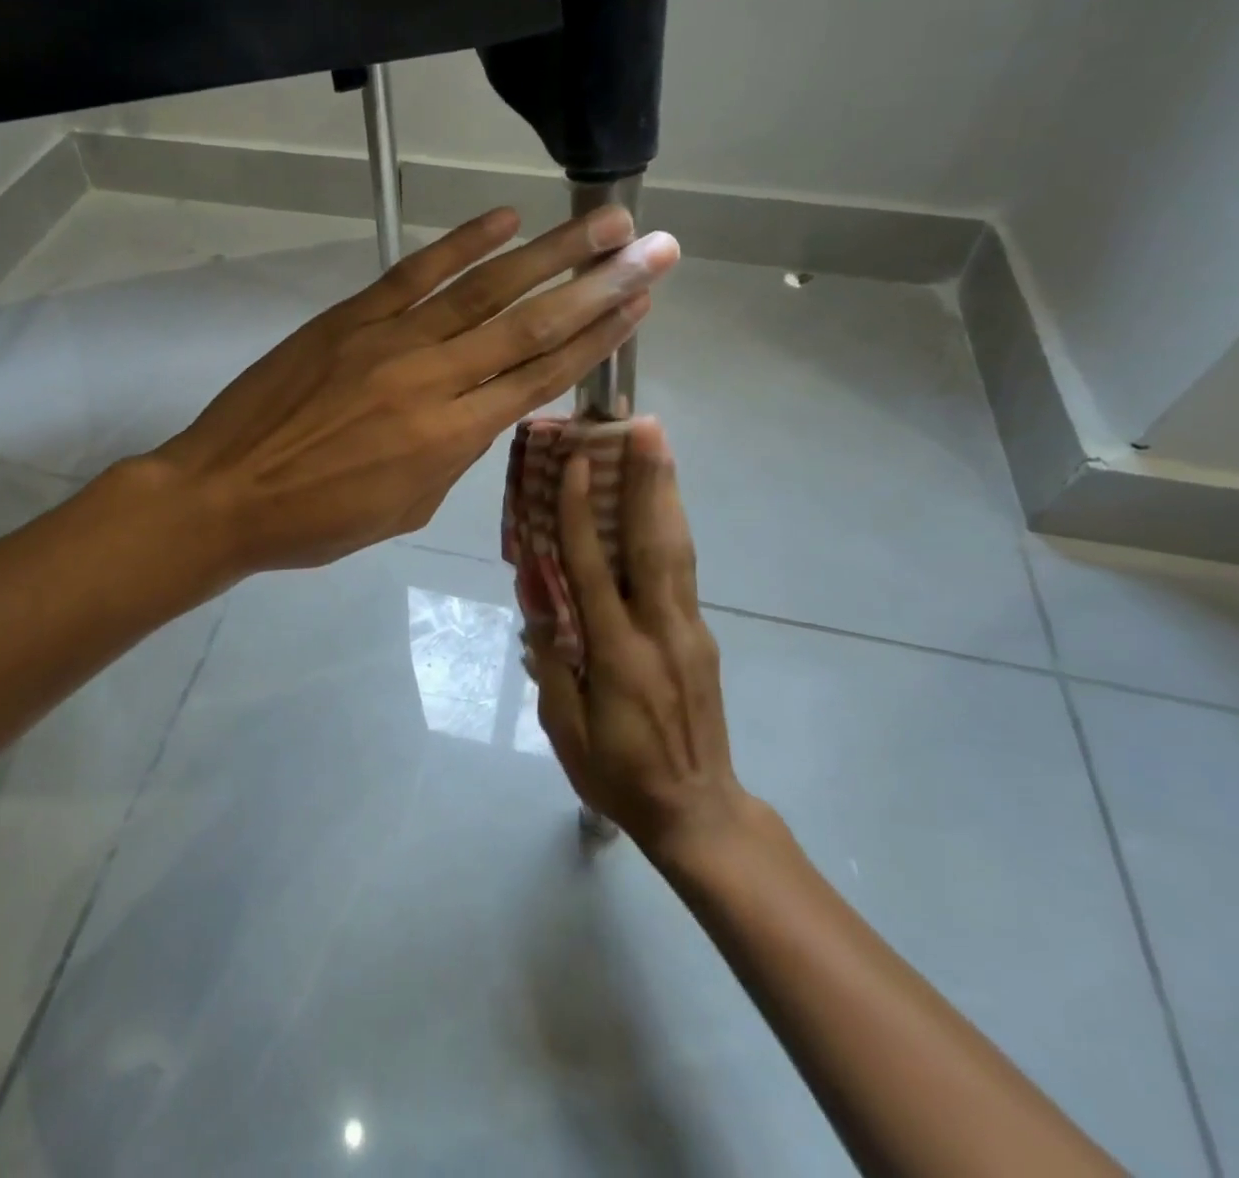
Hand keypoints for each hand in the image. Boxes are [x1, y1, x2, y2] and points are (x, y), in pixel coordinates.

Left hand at [152, 206, 678, 573]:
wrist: (226, 493)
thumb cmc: (316, 521)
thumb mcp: (403, 507)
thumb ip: (451, 455)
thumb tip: (480, 411)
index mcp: (450, 439)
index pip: (540, 379)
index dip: (596, 341)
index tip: (640, 306)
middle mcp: (434, 380)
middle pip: (531, 325)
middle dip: (600, 285)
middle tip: (654, 247)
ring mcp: (390, 340)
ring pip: (485, 290)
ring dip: (550, 252)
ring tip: (604, 221)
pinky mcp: (349, 318)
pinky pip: (414, 273)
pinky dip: (462, 243)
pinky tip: (505, 219)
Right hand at [527, 418, 754, 856]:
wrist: (699, 812)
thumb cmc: (619, 775)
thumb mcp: (566, 730)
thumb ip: (552, 662)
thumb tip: (538, 604)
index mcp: (618, 655)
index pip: (593, 569)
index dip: (577, 513)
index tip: (573, 464)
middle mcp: (660, 631)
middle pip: (652, 542)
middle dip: (647, 480)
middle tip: (645, 426)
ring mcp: (689, 631)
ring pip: (677, 550)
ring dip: (666, 492)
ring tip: (660, 445)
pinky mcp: (701, 637)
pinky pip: (682, 572)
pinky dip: (671, 528)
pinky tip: (663, 505)